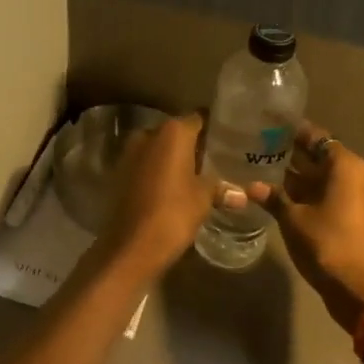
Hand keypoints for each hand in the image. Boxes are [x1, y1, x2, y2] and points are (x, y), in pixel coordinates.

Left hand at [100, 113, 236, 277]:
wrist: (132, 244)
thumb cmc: (174, 213)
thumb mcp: (204, 199)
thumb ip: (221, 189)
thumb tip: (243, 195)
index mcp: (172, 132)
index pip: (198, 118)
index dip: (213, 128)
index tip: (229, 138)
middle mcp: (148, 134)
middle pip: (176, 133)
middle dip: (193, 144)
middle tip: (217, 158)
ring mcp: (130, 153)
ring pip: (159, 149)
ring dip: (174, 158)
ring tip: (199, 173)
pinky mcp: (120, 173)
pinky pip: (146, 164)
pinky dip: (159, 171)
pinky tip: (175, 186)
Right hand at [247, 122, 363, 328]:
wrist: (356, 288)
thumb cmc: (324, 243)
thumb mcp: (292, 218)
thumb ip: (274, 197)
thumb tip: (252, 186)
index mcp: (348, 167)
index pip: (319, 139)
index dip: (296, 134)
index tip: (274, 130)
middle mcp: (363, 177)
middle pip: (327, 159)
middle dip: (299, 158)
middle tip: (268, 153)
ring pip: (333, 180)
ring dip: (308, 179)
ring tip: (275, 176)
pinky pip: (339, 197)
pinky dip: (319, 196)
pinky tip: (292, 201)